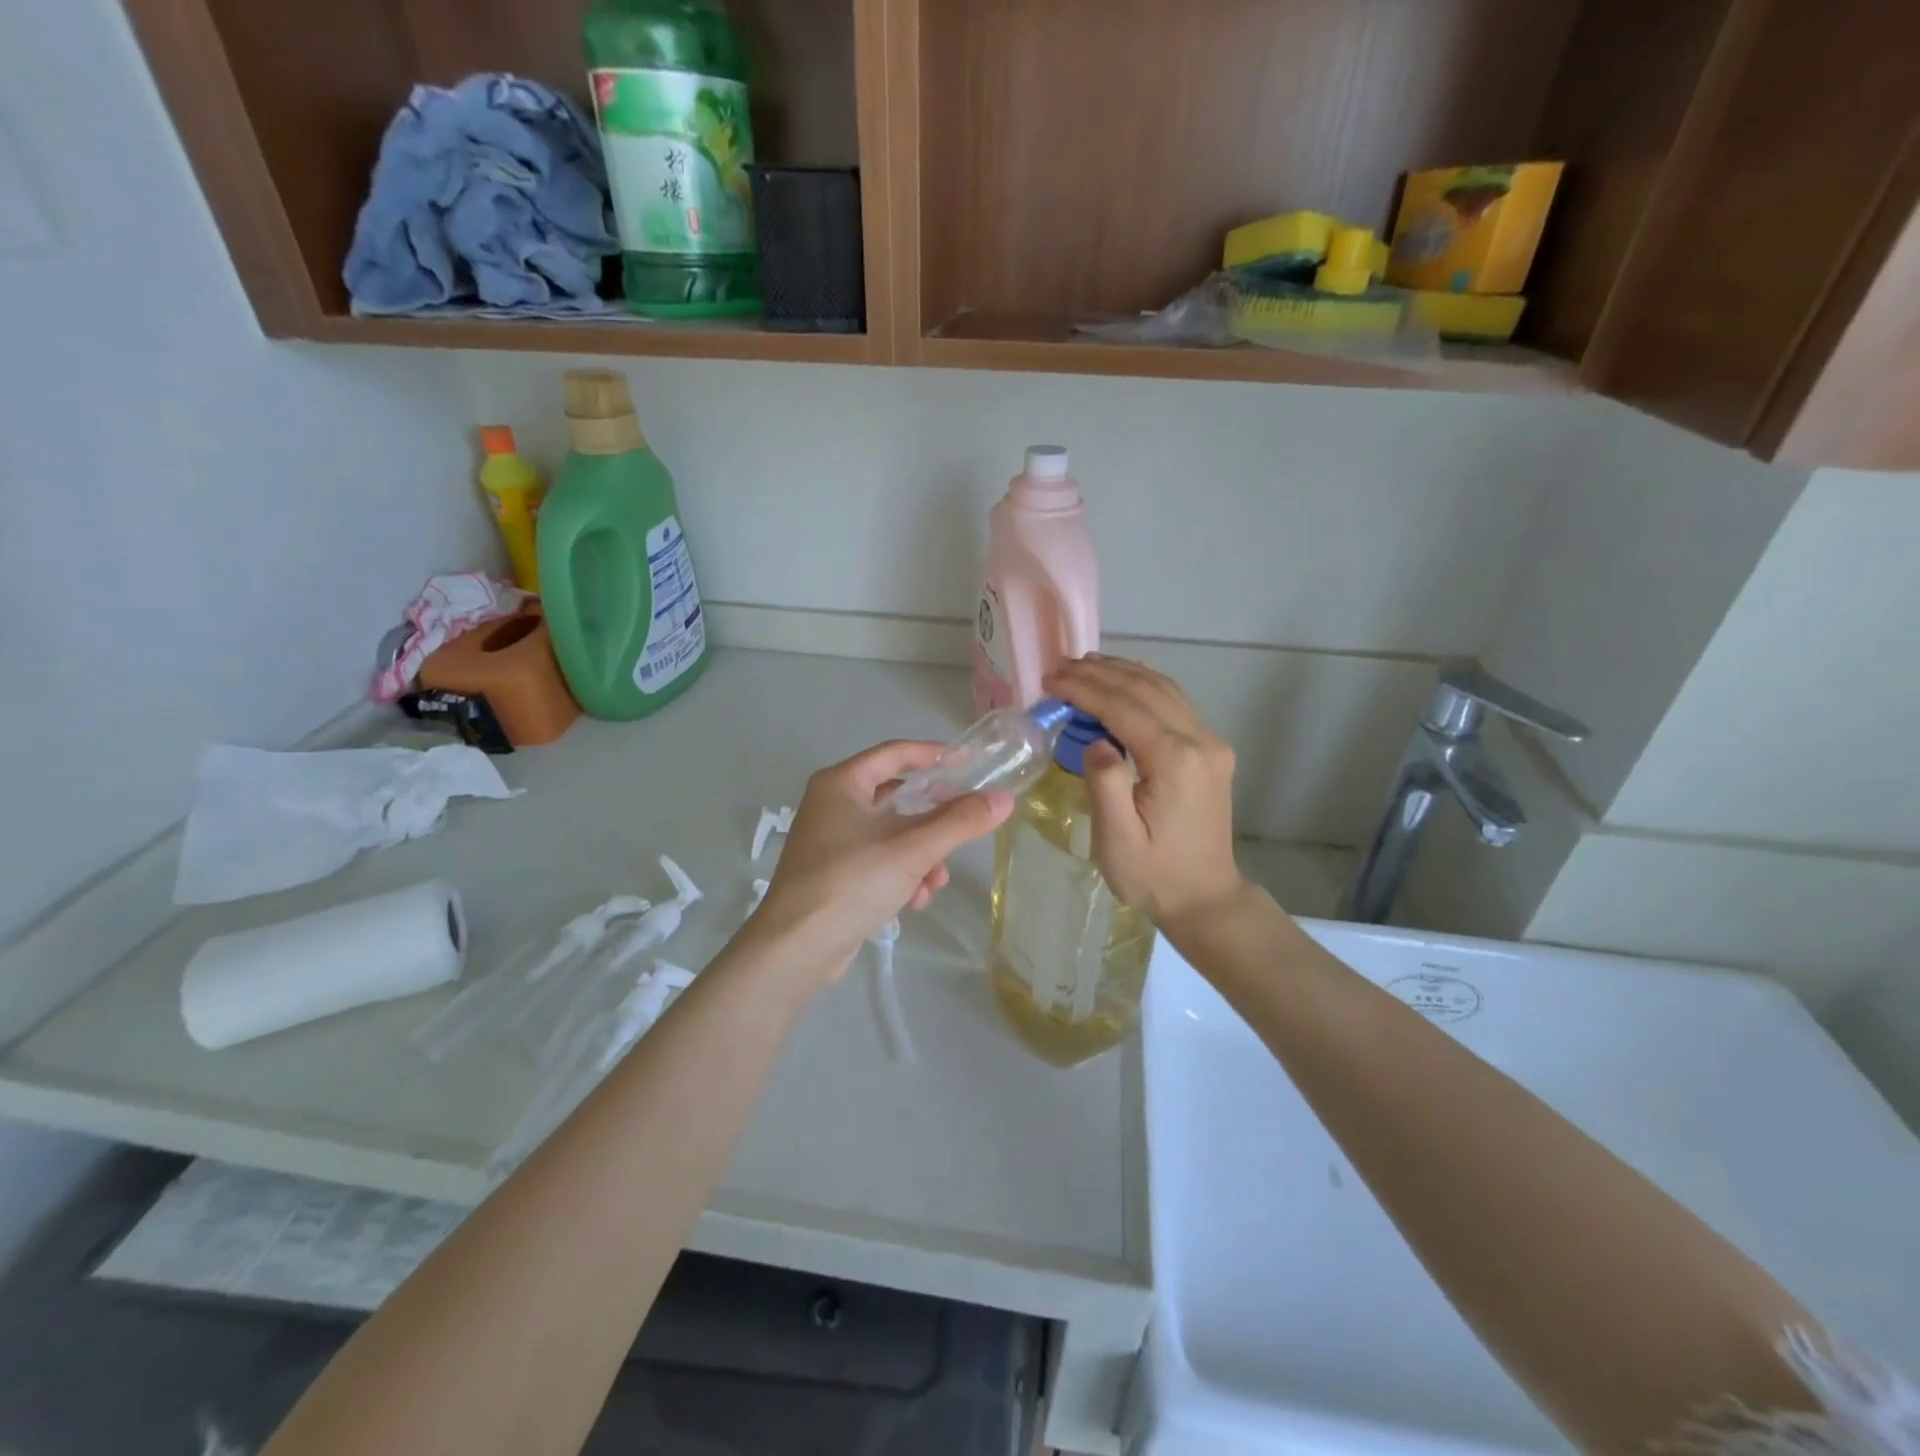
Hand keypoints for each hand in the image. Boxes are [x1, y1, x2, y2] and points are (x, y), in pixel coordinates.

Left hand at [750, 741, 1013, 978]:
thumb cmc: (851, 881)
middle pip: (898, 797)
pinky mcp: (835, 873)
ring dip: (922, 856)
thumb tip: (1004, 799)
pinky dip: (902, 875)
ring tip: (934, 882)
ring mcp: (831, 840)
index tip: (970, 764)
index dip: (934, 754)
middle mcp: (833, 804)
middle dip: (933, 821)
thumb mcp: (913, 848)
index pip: (896, 753)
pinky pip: (880, 860)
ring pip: (893, 834)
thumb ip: (960, 822)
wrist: (796, 947)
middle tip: (962, 827)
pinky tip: (914, 902)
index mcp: (842, 783)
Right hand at [1043, 656, 1245, 934]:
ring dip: (1123, 672)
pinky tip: (1122, 681)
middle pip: (1145, 689)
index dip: (1084, 689)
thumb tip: (1096, 740)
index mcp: (1175, 762)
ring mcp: (1211, 744)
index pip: (1123, 708)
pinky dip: (1144, 685)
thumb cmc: (1154, 876)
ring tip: (1084, 665)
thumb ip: (1105, 784)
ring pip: (1164, 689)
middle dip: (1100, 673)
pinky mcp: (1211, 751)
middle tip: (1060, 667)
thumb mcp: (1117, 841)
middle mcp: (1200, 742)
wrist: (1206, 899)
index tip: (1051, 680)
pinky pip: (1175, 703)